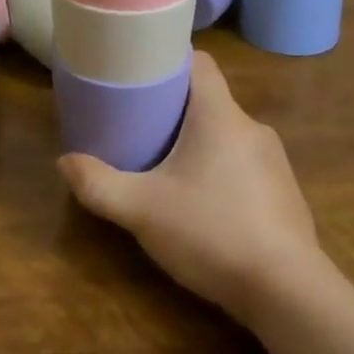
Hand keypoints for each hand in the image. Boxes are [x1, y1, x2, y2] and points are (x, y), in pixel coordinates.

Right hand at [60, 50, 317, 324]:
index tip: (140, 72)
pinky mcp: (285, 194)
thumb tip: (64, 162)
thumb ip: (98, 184)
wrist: (289, 293)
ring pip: (227, 134)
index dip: (169, 60)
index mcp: (220, 116)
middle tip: (139, 125)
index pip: (199, 62)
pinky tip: (204, 204)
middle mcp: (252, 128)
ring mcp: (274, 162)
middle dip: (174, 108)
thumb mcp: (141, 210)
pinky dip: (221, 171)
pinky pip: (245, 165)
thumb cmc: (212, 233)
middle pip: (209, 100)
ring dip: (198, 142)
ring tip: (166, 166)